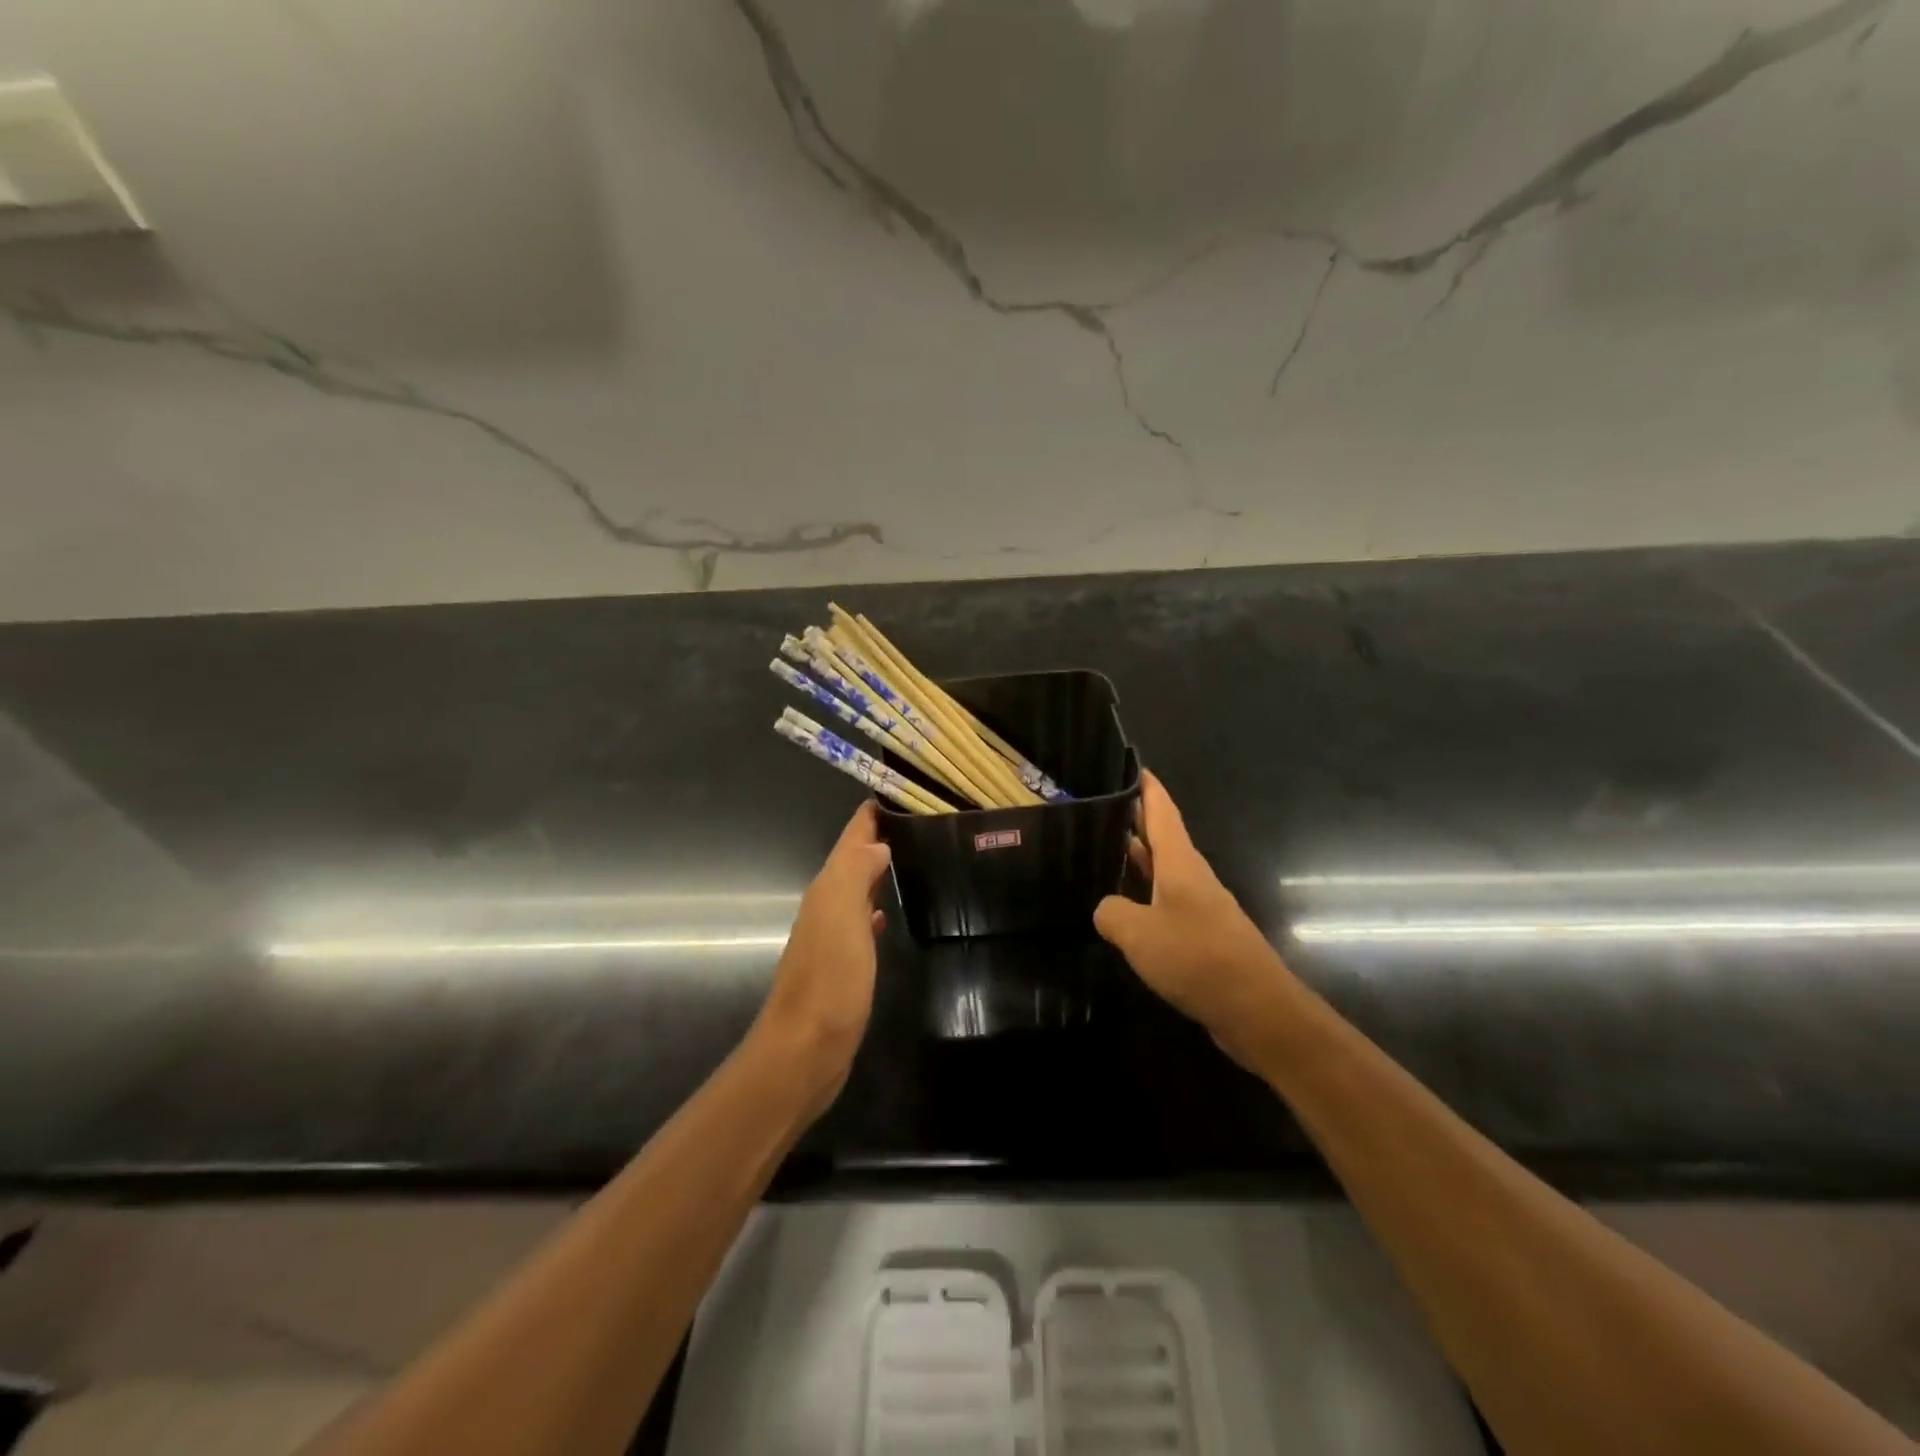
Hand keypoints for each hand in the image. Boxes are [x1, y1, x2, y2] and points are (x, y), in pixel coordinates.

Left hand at [751, 801, 892, 1114]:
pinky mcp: (842, 965)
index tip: (900, 789)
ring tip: (908, 855)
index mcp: (828, 889)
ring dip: (876, 869)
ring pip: (856, 888)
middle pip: (853, 859)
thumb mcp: (840, 917)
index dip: (870, 813)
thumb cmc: (828, 981)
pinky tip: (886, 913)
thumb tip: (876, 843)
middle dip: (877, 837)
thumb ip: (855, 872)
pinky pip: (859, 922)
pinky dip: (873, 908)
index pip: (851, 838)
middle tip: (916, 819)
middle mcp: (826, 906)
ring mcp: (832, 937)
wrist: (805, 1051)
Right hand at [1094, 772, 1293, 1059]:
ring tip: (1100, 853)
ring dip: (1136, 861)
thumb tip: (1106, 909)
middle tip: (1097, 809)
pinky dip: (1143, 898)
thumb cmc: (1198, 958)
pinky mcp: (1202, 938)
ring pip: (1161, 873)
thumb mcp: (1139, 932)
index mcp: (1180, 864)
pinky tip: (1123, 912)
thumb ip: (1112, 913)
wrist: (1258, 1011)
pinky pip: (1165, 906)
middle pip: (1161, 839)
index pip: (1162, 812)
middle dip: (1133, 822)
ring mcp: (1199, 908)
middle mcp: (1192, 878)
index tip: (1131, 765)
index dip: (1147, 788)